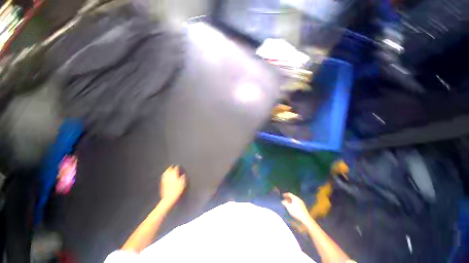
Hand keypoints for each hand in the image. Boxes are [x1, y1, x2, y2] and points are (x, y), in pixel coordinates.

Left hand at [160, 165, 186, 205]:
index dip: (178, 167)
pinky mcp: (162, 183)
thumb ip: (183, 178)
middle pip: (169, 169)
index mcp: (174, 175)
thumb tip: (183, 174)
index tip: (179, 166)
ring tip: (169, 169)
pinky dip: (165, 175)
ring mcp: (165, 179)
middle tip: (173, 166)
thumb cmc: (177, 191)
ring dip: (167, 170)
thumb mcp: (183, 184)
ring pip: (165, 172)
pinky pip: (163, 177)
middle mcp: (169, 176)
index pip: (176, 168)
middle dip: (171, 167)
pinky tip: (165, 175)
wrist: (169, 198)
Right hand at [281, 192, 310, 223]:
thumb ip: (285, 203)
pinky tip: (292, 207)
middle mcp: (298, 199)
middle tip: (284, 199)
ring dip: (290, 201)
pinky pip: (297, 203)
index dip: (285, 194)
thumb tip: (282, 201)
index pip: (289, 194)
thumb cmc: (296, 212)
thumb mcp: (289, 207)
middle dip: (288, 198)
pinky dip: (293, 203)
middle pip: (292, 197)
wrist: (305, 218)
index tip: (282, 195)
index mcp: (295, 198)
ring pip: (295, 200)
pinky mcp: (303, 206)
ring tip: (287, 203)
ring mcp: (301, 203)